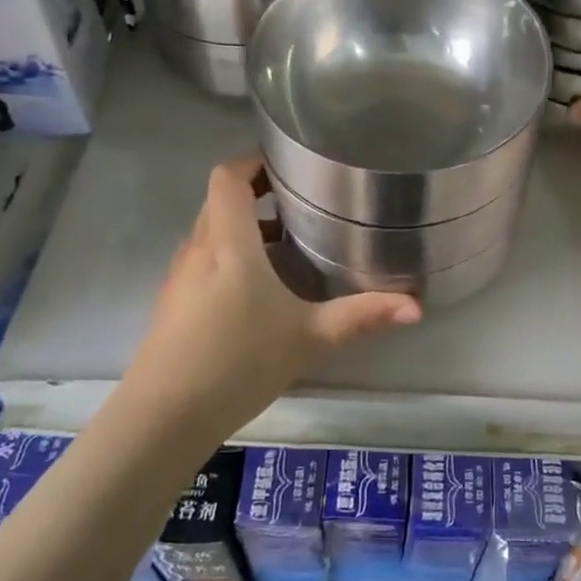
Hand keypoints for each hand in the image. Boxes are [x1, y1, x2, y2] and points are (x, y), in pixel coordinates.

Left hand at [128, 156, 421, 435]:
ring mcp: (180, 278)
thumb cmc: (238, 362)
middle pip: (219, 202)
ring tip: (287, 244)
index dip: (252, 162)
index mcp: (228, 242)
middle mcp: (198, 250)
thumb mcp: (309, 337)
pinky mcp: (172, 305)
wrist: (163, 418)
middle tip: (300, 203)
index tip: (286, 166)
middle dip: (256, 195)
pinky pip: (203, 262)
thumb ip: (361, 316)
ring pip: (210, 234)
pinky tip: (257, 292)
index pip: (227, 178)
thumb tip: (417, 306)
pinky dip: (229, 258)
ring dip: (243, 229)